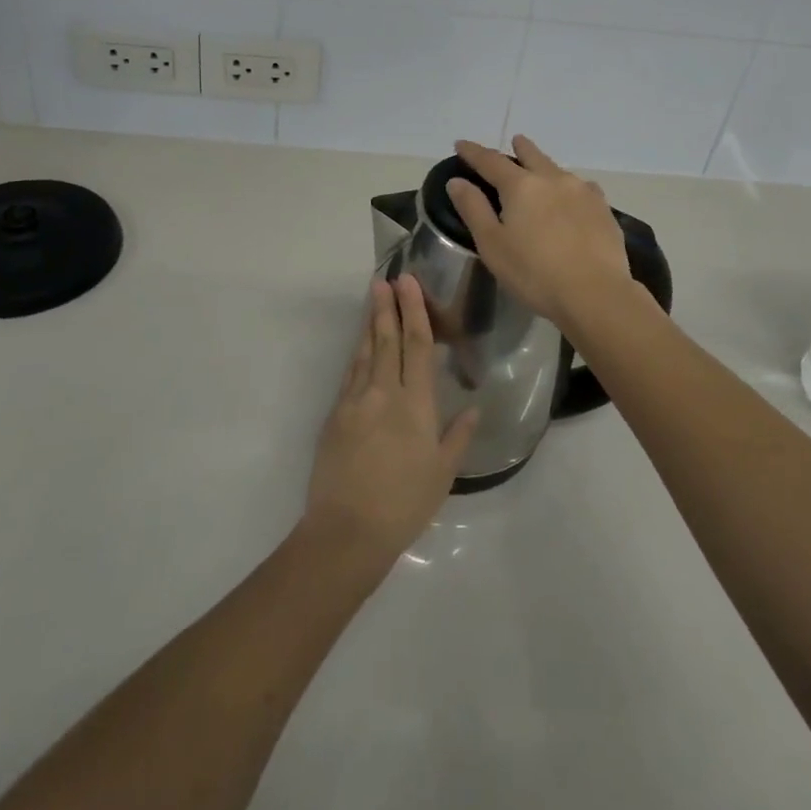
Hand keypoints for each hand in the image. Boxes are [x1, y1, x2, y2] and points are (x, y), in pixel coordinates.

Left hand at [302, 277, 478, 564]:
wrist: (347, 530)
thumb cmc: (404, 504)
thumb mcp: (443, 474)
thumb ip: (459, 436)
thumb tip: (475, 406)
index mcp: (415, 405)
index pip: (417, 346)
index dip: (414, 311)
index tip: (408, 284)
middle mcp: (384, 393)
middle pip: (387, 339)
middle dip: (387, 306)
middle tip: (385, 278)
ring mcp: (355, 401)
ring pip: (365, 352)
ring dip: (371, 323)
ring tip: (372, 298)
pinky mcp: (335, 415)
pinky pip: (350, 374)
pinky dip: (357, 354)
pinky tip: (360, 345)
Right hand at [448, 135, 636, 328]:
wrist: (596, 293)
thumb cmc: (534, 272)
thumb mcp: (492, 245)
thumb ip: (474, 209)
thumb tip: (457, 181)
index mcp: (521, 186)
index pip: (490, 161)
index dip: (473, 152)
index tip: (461, 144)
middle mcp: (553, 179)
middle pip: (532, 155)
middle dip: (520, 148)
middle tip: (515, 141)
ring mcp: (583, 192)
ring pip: (559, 170)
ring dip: (546, 166)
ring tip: (542, 170)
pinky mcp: (604, 209)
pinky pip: (583, 188)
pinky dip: (571, 187)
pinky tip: (575, 197)